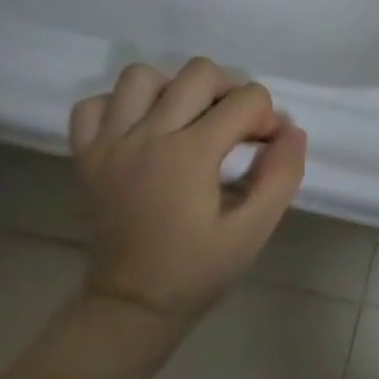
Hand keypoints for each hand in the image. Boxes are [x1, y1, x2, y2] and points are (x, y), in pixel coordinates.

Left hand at [68, 59, 306, 331]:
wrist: (132, 305)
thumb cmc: (198, 270)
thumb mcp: (254, 230)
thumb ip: (281, 177)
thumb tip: (293, 131)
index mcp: (190, 154)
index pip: (247, 100)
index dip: (269, 118)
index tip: (268, 149)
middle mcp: (147, 136)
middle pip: (199, 72)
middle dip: (231, 92)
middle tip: (236, 130)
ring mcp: (109, 143)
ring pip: (142, 77)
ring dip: (174, 90)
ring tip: (188, 122)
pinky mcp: (85, 155)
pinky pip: (93, 105)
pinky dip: (119, 107)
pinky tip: (141, 132)